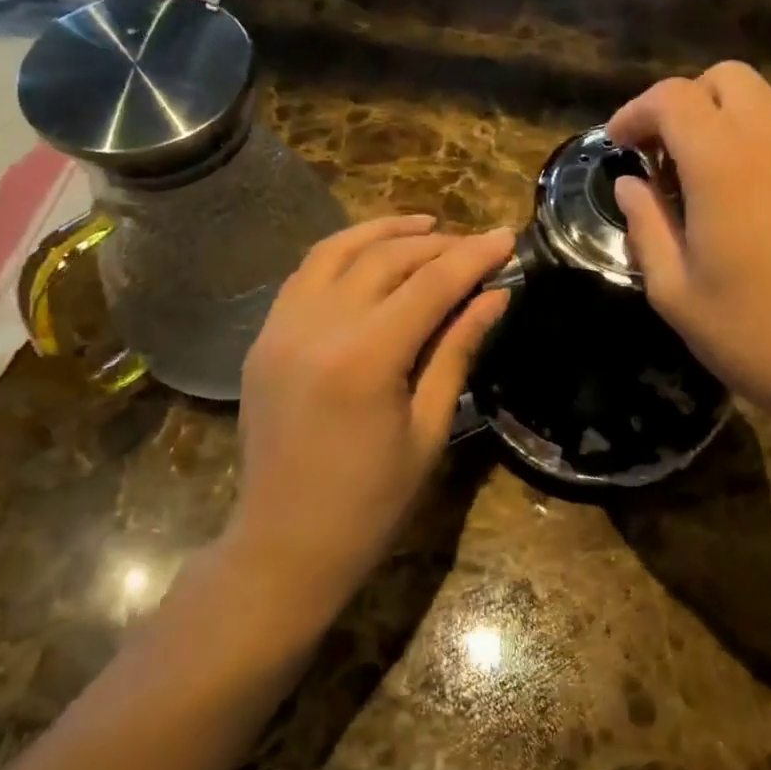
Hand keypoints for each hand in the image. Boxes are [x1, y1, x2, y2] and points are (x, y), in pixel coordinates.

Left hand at [227, 216, 513, 625]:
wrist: (284, 544)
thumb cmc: (372, 501)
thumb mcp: (429, 428)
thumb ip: (458, 350)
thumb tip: (495, 296)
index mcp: (366, 358)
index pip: (431, 284)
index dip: (473, 256)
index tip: (506, 237)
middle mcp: (318, 328)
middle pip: (386, 258)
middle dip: (438, 244)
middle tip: (475, 245)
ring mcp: (281, 328)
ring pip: (337, 251)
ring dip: (385, 232)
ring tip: (425, 226)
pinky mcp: (264, 337)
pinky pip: (305, 274)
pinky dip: (342, 253)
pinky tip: (370, 255)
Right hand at [608, 63, 770, 443]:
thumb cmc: (755, 335)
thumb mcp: (675, 292)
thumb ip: (646, 225)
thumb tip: (631, 185)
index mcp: (726, 161)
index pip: (673, 97)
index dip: (636, 112)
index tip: (621, 144)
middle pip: (726, 79)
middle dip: (686, 104)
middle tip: (667, 157)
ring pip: (767, 107)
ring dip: (728, 128)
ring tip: (714, 189)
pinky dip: (767, 152)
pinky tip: (763, 209)